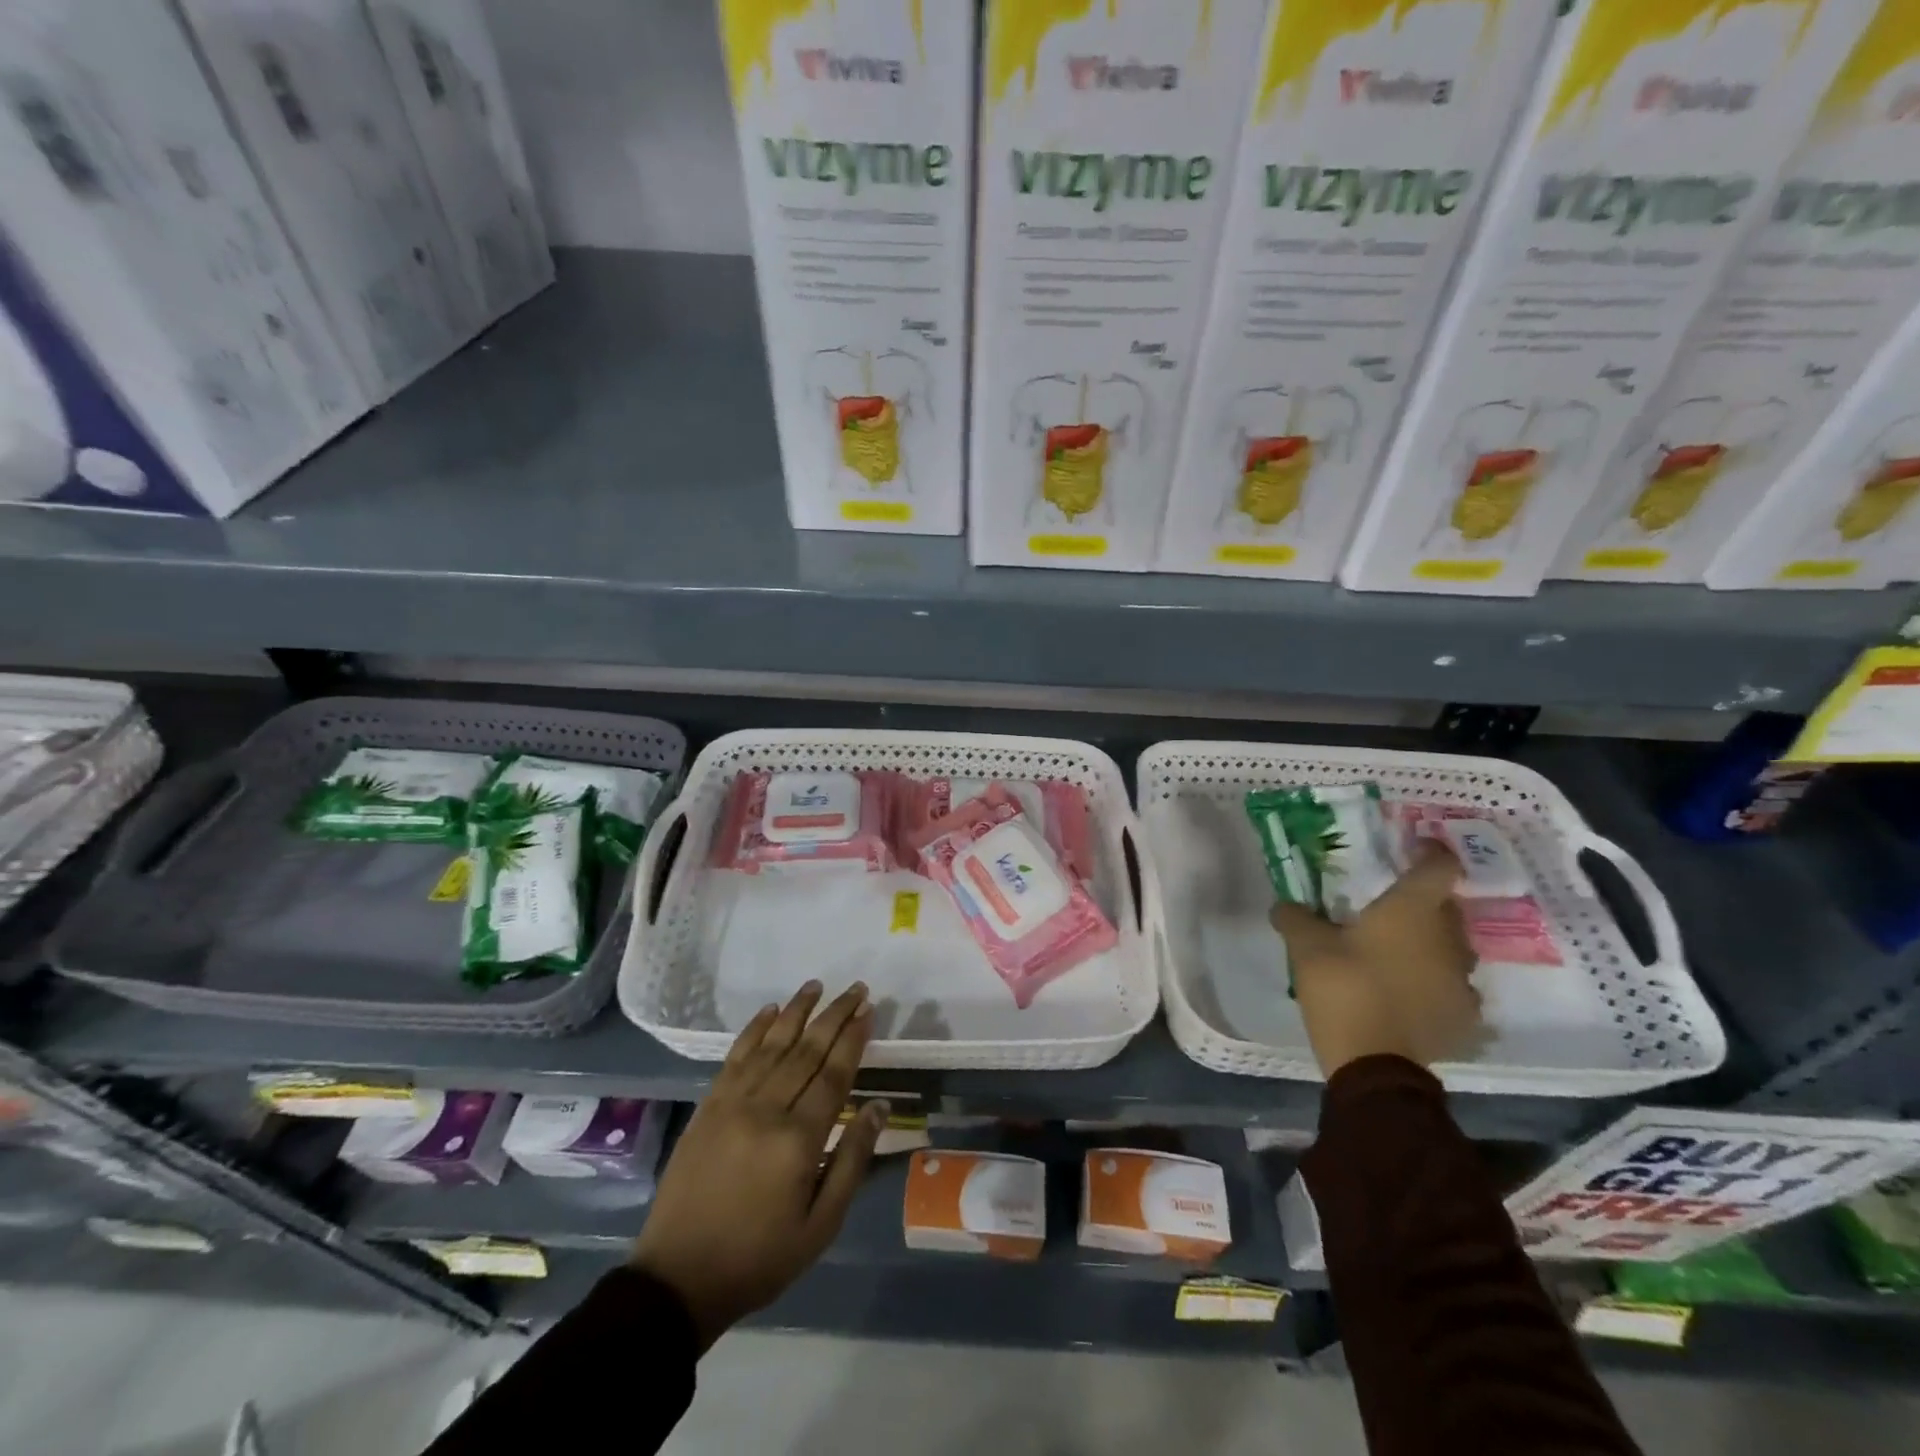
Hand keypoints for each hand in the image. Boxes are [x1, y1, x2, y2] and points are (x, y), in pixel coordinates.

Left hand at [629, 981, 883, 1350]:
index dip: (853, 1038)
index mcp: (798, 1140)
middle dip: (834, 1015)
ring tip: (816, 985)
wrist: (679, 1280)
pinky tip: (770, 1011)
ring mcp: (732, 1104)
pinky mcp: (708, 1107)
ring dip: (796, 1011)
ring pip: (771, 1045)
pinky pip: (735, 1057)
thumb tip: (879, 1107)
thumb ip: (852, 1161)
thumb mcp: (820, 1226)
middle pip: (806, 1050)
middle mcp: (766, 1110)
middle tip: (855, 987)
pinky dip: (754, 1030)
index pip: (834, 1074)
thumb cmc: (760, 1258)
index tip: (869, 1009)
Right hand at [1269, 842, 1483, 1077]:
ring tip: (1397, 953)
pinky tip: (1409, 993)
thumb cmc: (1343, 989)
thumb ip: (1295, 918)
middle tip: (1389, 906)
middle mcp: (1448, 938)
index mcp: (1412, 911)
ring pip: (1451, 948)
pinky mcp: (1464, 1016)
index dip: (1430, 852)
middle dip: (1423, 902)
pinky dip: (1434, 983)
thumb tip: (1284, 905)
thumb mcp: (1306, 948)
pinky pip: (1452, 987)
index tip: (1413, 848)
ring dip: (1429, 944)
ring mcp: (1462, 980)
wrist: (1375, 1065)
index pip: (1439, 867)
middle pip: (1447, 907)